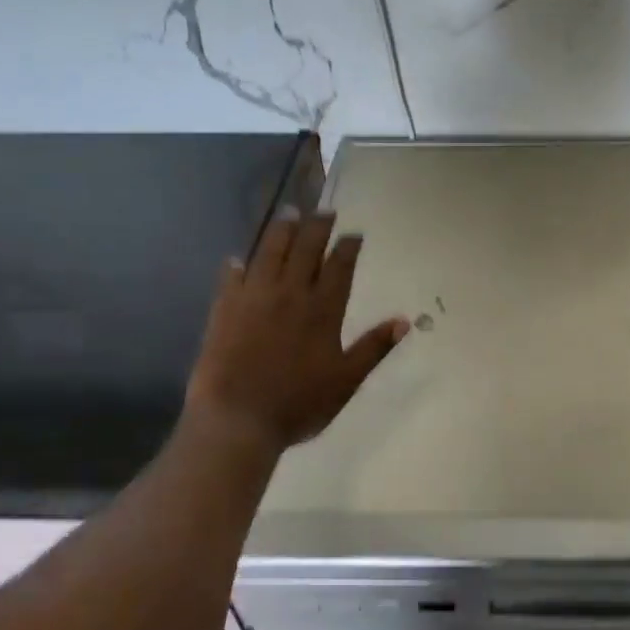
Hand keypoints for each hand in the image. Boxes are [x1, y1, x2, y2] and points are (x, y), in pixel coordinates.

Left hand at [185, 214, 408, 451]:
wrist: (237, 418)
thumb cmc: (299, 404)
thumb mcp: (346, 380)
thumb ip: (374, 348)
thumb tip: (405, 321)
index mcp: (322, 310)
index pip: (339, 267)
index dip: (348, 247)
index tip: (354, 233)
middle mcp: (290, 293)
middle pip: (305, 249)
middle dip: (317, 226)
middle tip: (324, 211)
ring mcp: (254, 297)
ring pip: (269, 252)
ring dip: (282, 230)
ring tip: (290, 213)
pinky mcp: (225, 308)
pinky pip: (232, 277)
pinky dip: (237, 265)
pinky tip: (238, 259)